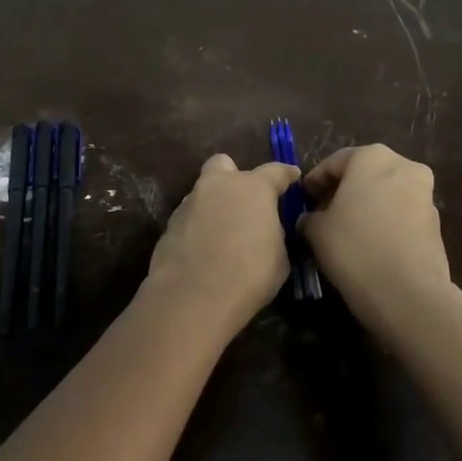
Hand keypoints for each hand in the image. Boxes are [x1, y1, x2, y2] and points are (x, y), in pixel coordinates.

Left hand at [145, 154, 298, 335]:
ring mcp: (189, 203)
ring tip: (224, 233)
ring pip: (203, 192)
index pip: (275, 171)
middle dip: (234, 176)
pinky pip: (190, 217)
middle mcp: (218, 186)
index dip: (286, 175)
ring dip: (215, 204)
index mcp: (253, 188)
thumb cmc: (249, 274)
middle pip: (224, 165)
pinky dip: (198, 226)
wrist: (193, 296)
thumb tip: (266, 230)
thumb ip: (274, 232)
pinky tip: (204, 249)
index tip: (292, 177)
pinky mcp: (169, 224)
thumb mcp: (279, 256)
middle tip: (244, 201)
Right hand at [300, 145, 453, 330]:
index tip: (302, 201)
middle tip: (321, 214)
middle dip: (342, 191)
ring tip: (344, 232)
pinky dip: (383, 221)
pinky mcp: (435, 222)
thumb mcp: (315, 230)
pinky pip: (400, 213)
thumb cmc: (354, 249)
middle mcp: (404, 166)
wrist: (408, 294)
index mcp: (372, 158)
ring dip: (364, 206)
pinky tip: (368, 245)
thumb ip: (309, 216)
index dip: (313, 182)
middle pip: (364, 173)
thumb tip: (312, 219)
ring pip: (384, 193)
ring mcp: (425, 194)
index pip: (333, 162)